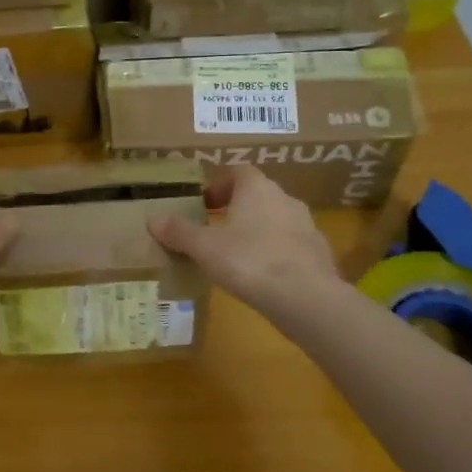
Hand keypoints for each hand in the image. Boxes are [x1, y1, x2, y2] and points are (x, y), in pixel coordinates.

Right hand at [150, 165, 339, 319]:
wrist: (306, 298)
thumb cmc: (249, 261)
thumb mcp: (204, 247)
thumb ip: (179, 231)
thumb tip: (153, 218)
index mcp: (257, 188)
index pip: (238, 172)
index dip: (219, 185)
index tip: (204, 205)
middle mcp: (285, 199)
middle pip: (257, 195)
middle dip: (237, 209)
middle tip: (215, 230)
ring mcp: (307, 226)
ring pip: (276, 220)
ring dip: (258, 231)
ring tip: (238, 256)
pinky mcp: (319, 253)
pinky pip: (292, 246)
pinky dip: (277, 253)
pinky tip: (264, 276)